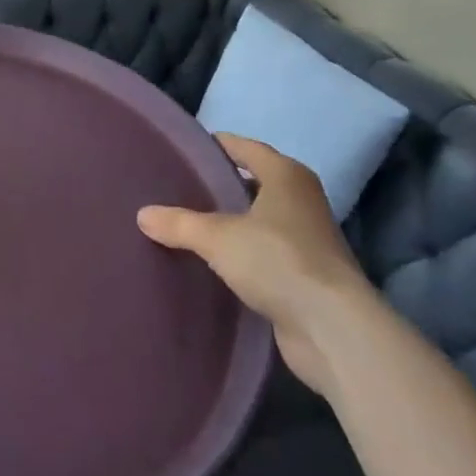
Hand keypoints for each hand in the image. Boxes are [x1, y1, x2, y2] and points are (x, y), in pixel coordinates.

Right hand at [138, 134, 373, 394]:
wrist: (333, 329)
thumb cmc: (278, 261)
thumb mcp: (218, 238)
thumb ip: (179, 224)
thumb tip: (142, 214)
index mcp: (286, 175)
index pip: (244, 147)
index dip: (215, 145)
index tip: (184, 150)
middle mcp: (302, 199)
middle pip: (254, 182)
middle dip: (221, 186)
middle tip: (180, 189)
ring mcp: (309, 239)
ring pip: (260, 220)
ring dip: (233, 223)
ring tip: (191, 225)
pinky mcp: (308, 276)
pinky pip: (267, 253)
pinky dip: (245, 255)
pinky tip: (216, 264)